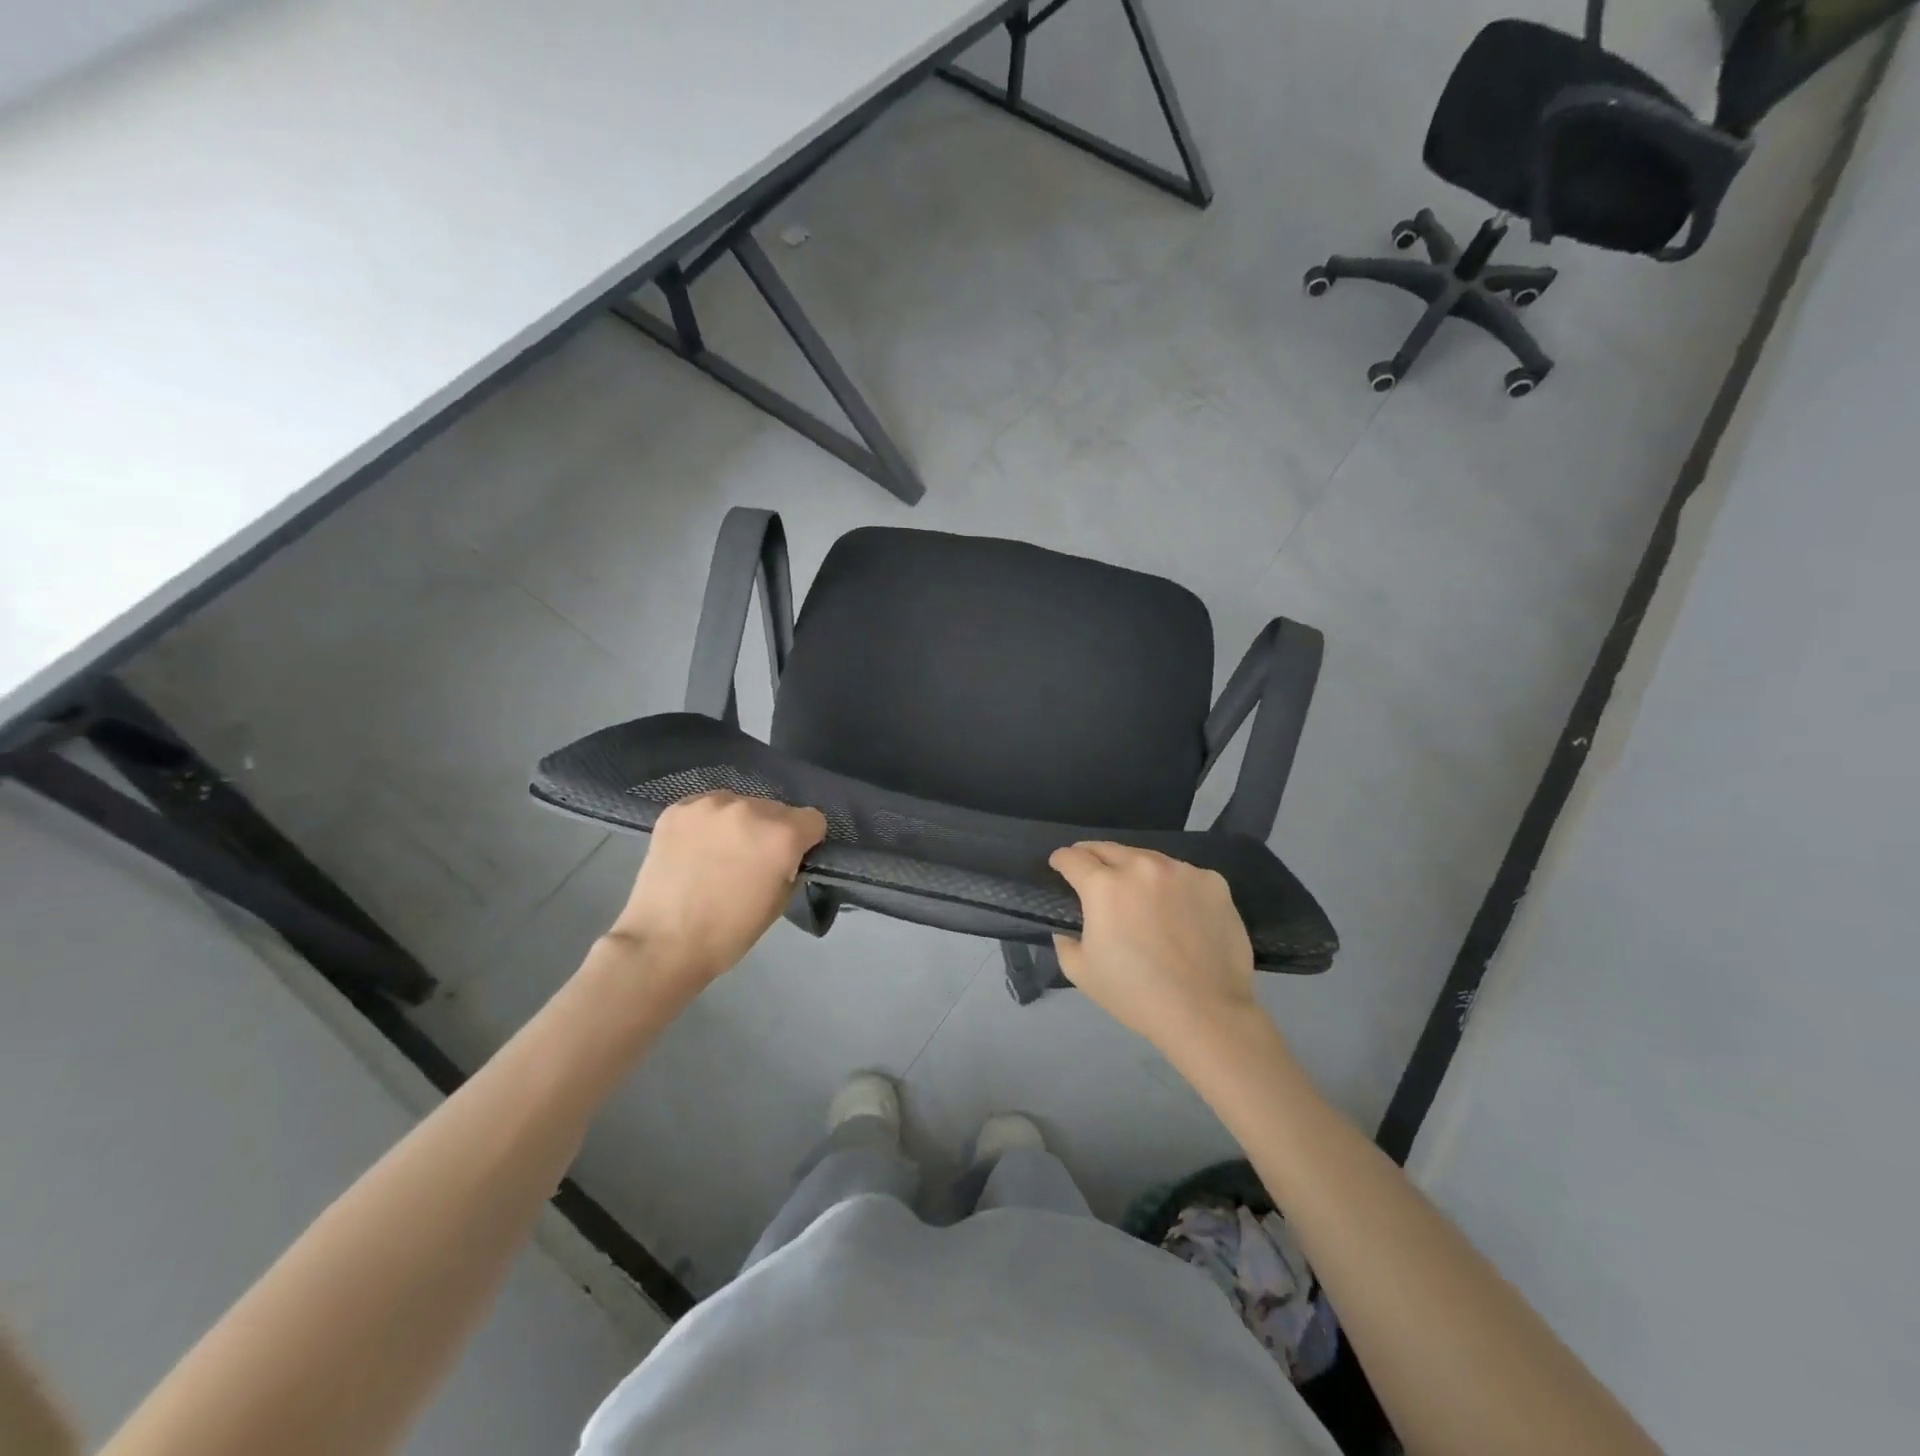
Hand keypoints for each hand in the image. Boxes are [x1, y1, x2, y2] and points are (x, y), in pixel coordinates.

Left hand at [607, 792, 826, 991]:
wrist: (662, 943)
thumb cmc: (729, 932)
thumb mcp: (779, 902)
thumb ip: (790, 866)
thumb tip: (786, 855)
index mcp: (782, 834)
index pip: (813, 819)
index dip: (806, 841)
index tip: (790, 859)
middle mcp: (750, 809)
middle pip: (776, 809)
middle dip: (770, 831)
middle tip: (751, 861)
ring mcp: (710, 805)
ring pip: (740, 804)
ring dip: (738, 824)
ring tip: (718, 854)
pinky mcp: (677, 809)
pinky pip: (706, 808)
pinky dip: (707, 824)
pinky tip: (695, 849)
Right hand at [1049, 842, 1266, 1059]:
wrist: (1206, 1013)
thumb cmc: (1136, 994)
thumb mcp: (1081, 972)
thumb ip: (1065, 940)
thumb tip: (1067, 927)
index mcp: (1105, 886)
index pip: (1072, 858)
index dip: (1061, 860)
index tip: (1059, 866)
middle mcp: (1142, 867)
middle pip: (1108, 848)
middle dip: (1093, 856)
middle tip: (1091, 872)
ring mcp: (1182, 871)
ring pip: (1148, 858)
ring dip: (1135, 869)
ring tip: (1137, 891)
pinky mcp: (1213, 882)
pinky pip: (1184, 875)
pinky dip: (1173, 885)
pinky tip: (1177, 909)